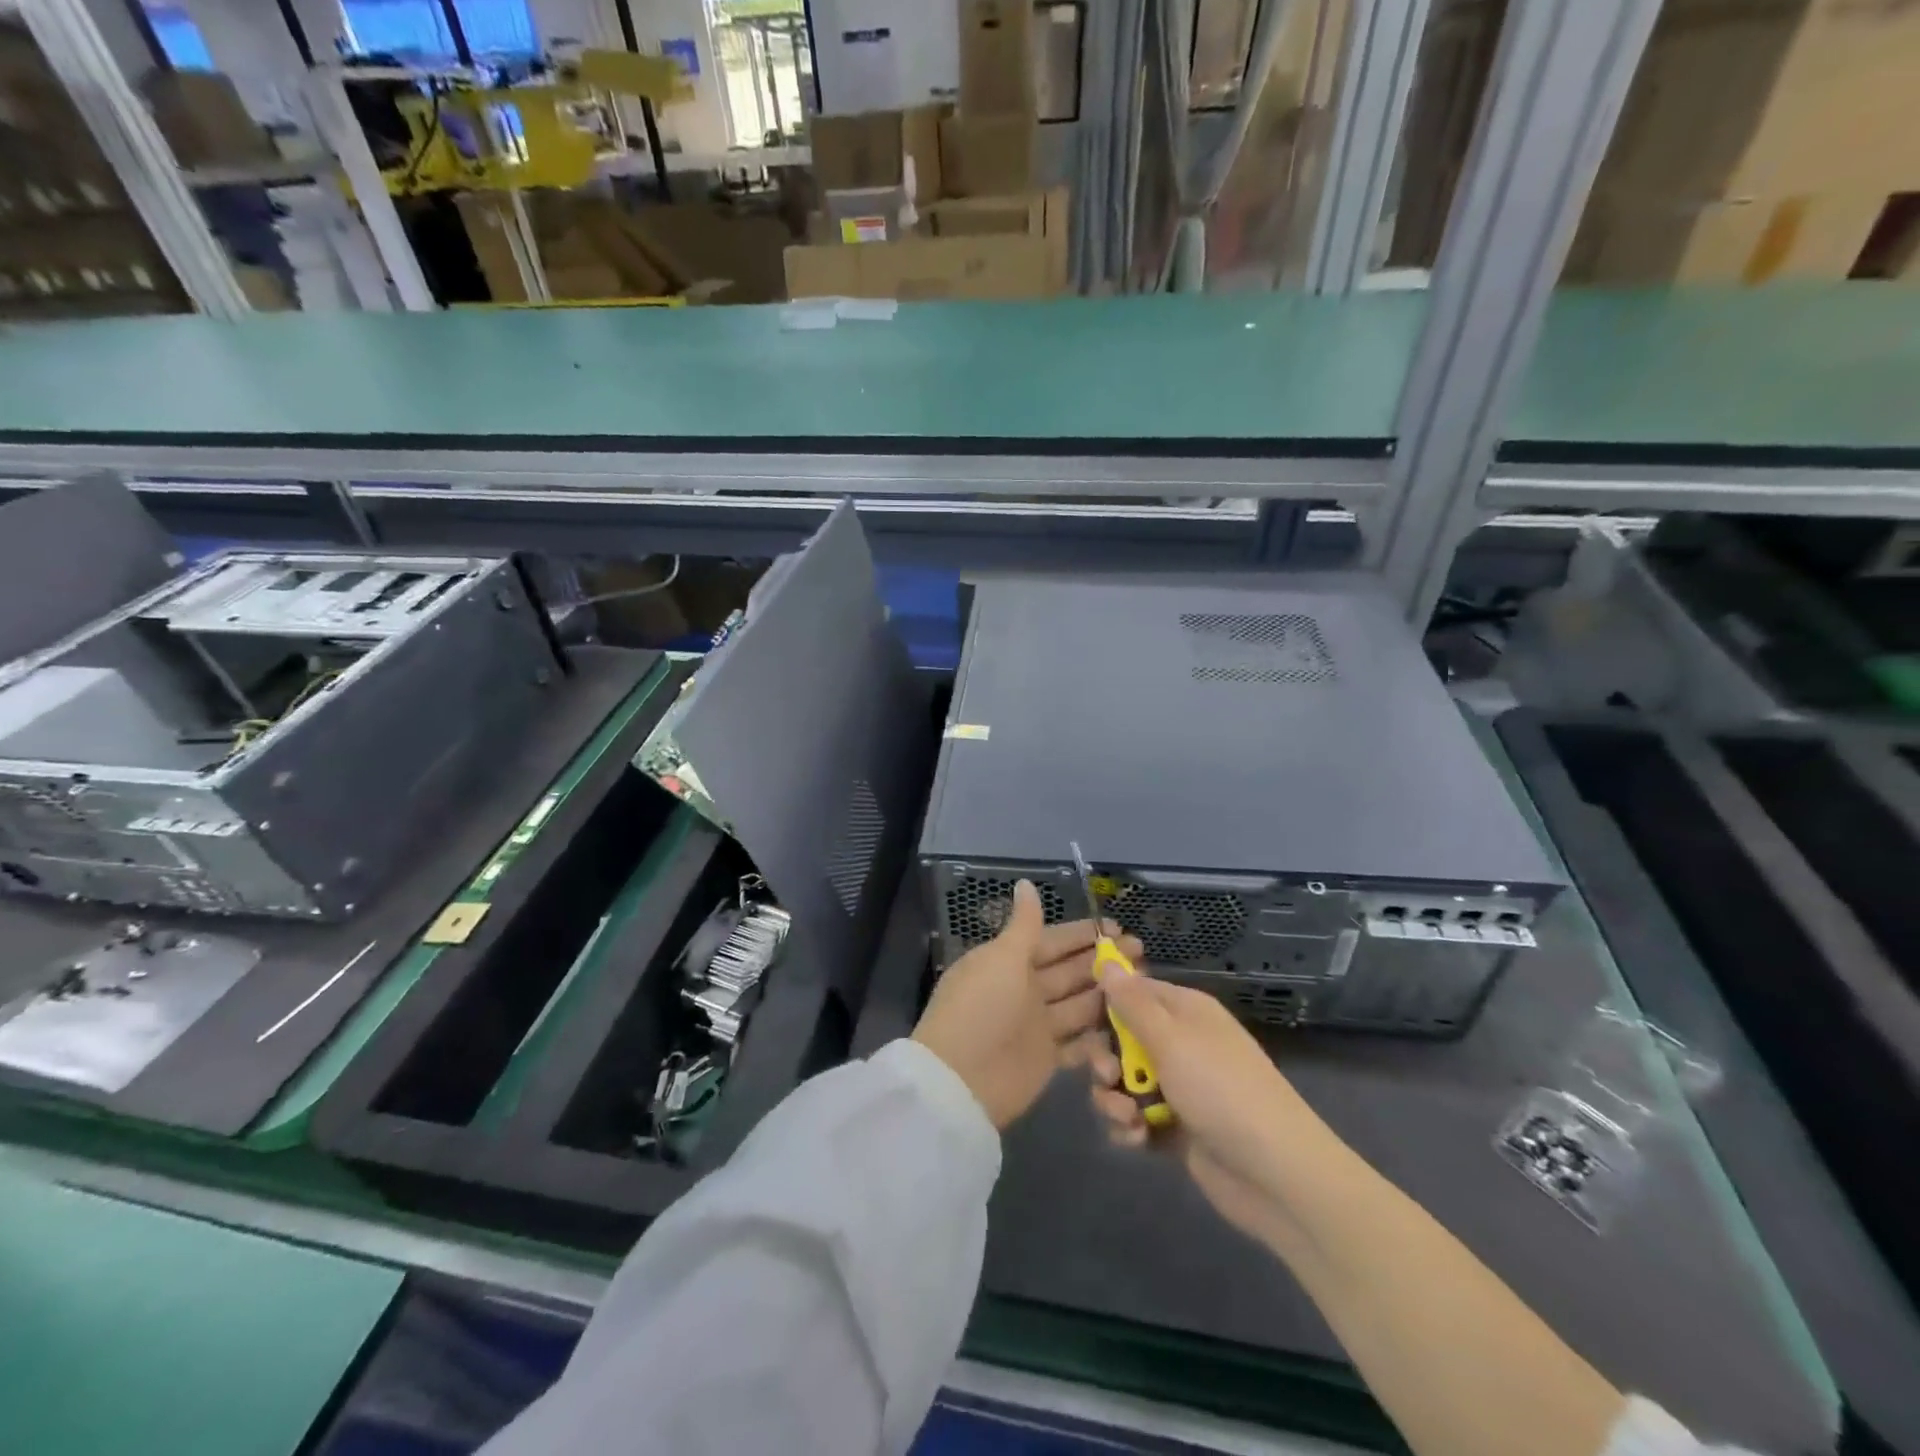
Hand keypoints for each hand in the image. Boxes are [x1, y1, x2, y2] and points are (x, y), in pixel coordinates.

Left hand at [913, 880, 1143, 1129]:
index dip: (1082, 934)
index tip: (1117, 927)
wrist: (961, 1079)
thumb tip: (1026, 883)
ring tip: (1143, 983)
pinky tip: (1128, 1024)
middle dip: (1102, 960)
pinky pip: (1079, 1042)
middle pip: (1069, 971)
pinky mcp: (1047, 1059)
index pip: (1052, 940)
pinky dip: (1099, 1035)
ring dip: (1106, 994)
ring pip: (1078, 1004)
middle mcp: (1024, 990)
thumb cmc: (982, 1007)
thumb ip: (1024, 924)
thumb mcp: (1002, 957)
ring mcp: (1036, 1025)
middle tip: (1140, 952)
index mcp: (1009, 961)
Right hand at [1088, 974, 1327, 1238]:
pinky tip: (1135, 1139)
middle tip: (1106, 1076)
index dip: (1103, 1004)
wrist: (1276, 1175)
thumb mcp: (1172, 1039)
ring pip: (1125, 1080)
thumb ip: (1132, 1003)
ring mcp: (1180, 1086)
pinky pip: (1136, 1116)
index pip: (1133, 992)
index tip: (1077, 1019)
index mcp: (1185, 1011)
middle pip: (1122, 1038)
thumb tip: (1107, 962)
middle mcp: (1181, 1042)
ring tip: (1125, 1118)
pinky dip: (1130, 1126)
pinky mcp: (1176, 1126)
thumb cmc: (1221, 1090)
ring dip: (1114, 1098)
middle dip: (1105, 1058)